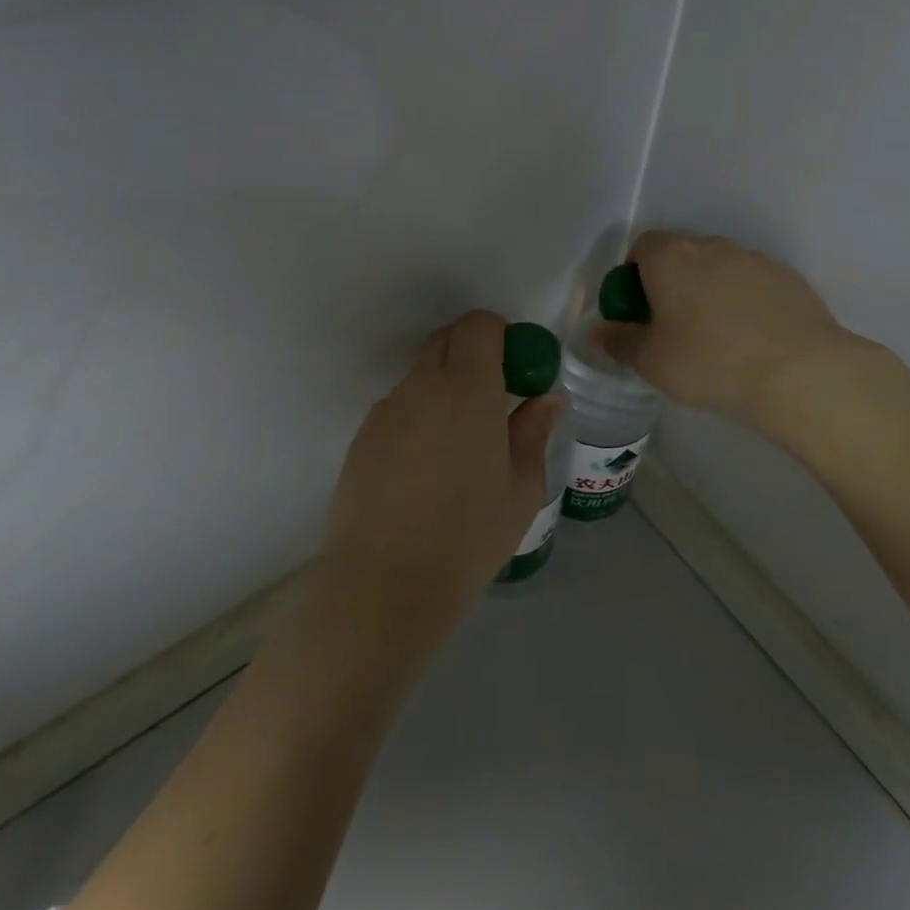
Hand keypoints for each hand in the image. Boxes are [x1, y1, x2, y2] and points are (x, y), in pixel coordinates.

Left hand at [322, 310, 562, 633]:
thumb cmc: (467, 537)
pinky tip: (425, 468)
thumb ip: (533, 432)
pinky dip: (419, 416)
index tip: (515, 367)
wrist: (383, 584)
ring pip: (421, 375)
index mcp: (467, 391)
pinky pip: (399, 407)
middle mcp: (422, 387)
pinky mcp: (363, 436)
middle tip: (493, 400)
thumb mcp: (520, 489)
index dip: (500, 334)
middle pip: (446, 341)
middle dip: (473, 354)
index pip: (478, 326)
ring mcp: (387, 410)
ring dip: (445, 388)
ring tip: (459, 445)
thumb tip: (547, 398)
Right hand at [599, 232, 873, 427]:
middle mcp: (711, 246)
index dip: (634, 275)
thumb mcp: (651, 362)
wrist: (798, 371)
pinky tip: (753, 339)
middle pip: (681, 255)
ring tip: (718, 337)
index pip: (642, 246)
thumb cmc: (708, 362)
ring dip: (711, 291)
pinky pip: (753, 283)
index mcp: (671, 257)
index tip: (639, 310)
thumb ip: (619, 342)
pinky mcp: (788, 277)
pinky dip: (746, 301)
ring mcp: (754, 259)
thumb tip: (599, 332)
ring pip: (720, 268)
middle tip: (674, 327)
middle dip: (672, 283)